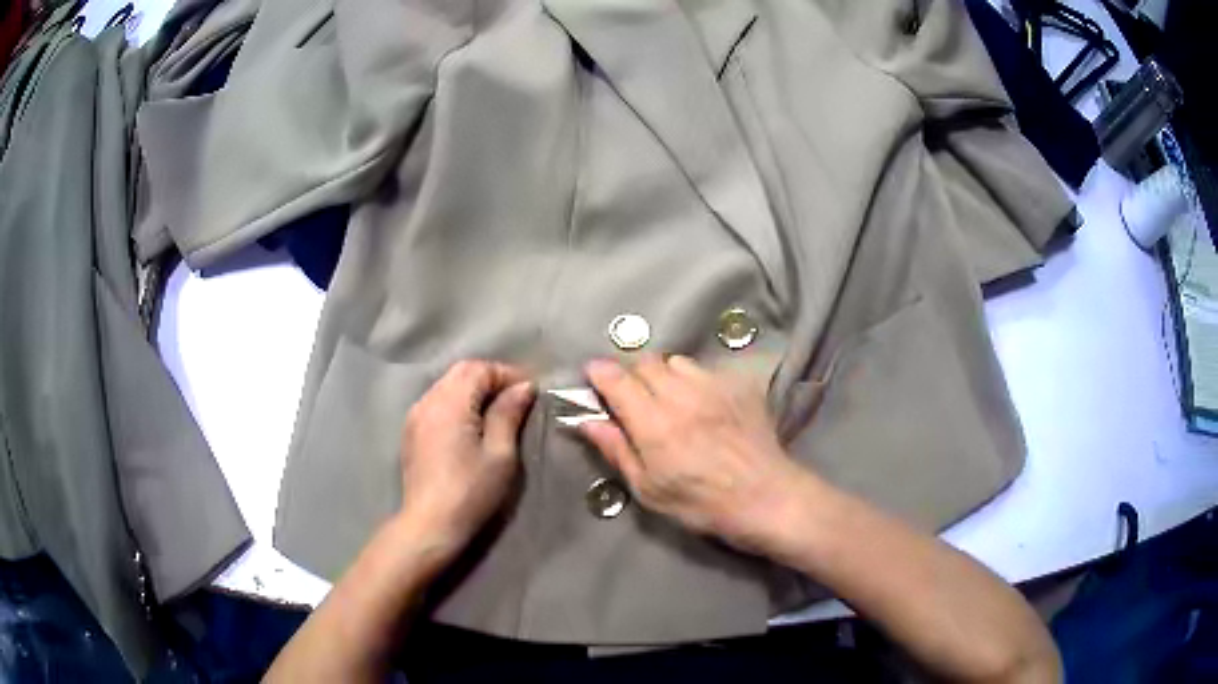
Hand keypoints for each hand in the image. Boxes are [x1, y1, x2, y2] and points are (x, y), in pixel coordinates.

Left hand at [395, 360, 535, 568]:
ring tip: (498, 409)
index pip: (479, 369)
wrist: (430, 524)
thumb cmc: (471, 491)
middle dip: (490, 378)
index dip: (507, 373)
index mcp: (449, 402)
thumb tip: (524, 387)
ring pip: (447, 386)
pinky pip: (437, 402)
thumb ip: (509, 414)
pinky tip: (472, 423)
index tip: (532, 389)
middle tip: (517, 397)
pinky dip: (458, 403)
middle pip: (460, 372)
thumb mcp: (500, 454)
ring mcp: (415, 416)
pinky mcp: (411, 432)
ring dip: (473, 390)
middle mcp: (427, 401)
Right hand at [579, 355, 814, 555]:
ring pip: (675, 361)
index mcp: (653, 424)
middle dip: (631, 374)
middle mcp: (681, 395)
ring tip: (667, 397)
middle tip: (631, 397)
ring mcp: (712, 386)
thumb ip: (617, 450)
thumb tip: (587, 421)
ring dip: (663, 373)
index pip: (616, 380)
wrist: (765, 497)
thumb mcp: (649, 490)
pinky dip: (693, 379)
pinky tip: (699, 401)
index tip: (592, 376)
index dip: (599, 372)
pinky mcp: (737, 386)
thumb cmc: (701, 503)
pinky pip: (705, 369)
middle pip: (645, 361)